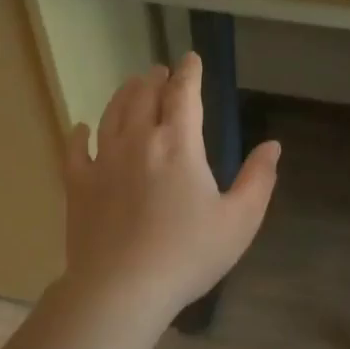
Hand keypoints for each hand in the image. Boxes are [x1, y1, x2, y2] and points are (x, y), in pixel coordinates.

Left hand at [63, 52, 281, 323]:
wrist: (122, 289)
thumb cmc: (188, 255)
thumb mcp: (240, 221)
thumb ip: (259, 179)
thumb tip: (273, 146)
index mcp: (179, 145)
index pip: (184, 94)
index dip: (189, 73)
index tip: (191, 59)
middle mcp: (139, 141)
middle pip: (144, 96)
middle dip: (155, 79)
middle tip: (159, 71)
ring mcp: (104, 161)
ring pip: (112, 114)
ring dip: (124, 95)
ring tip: (132, 85)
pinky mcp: (78, 185)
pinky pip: (76, 149)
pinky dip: (80, 133)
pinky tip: (82, 127)